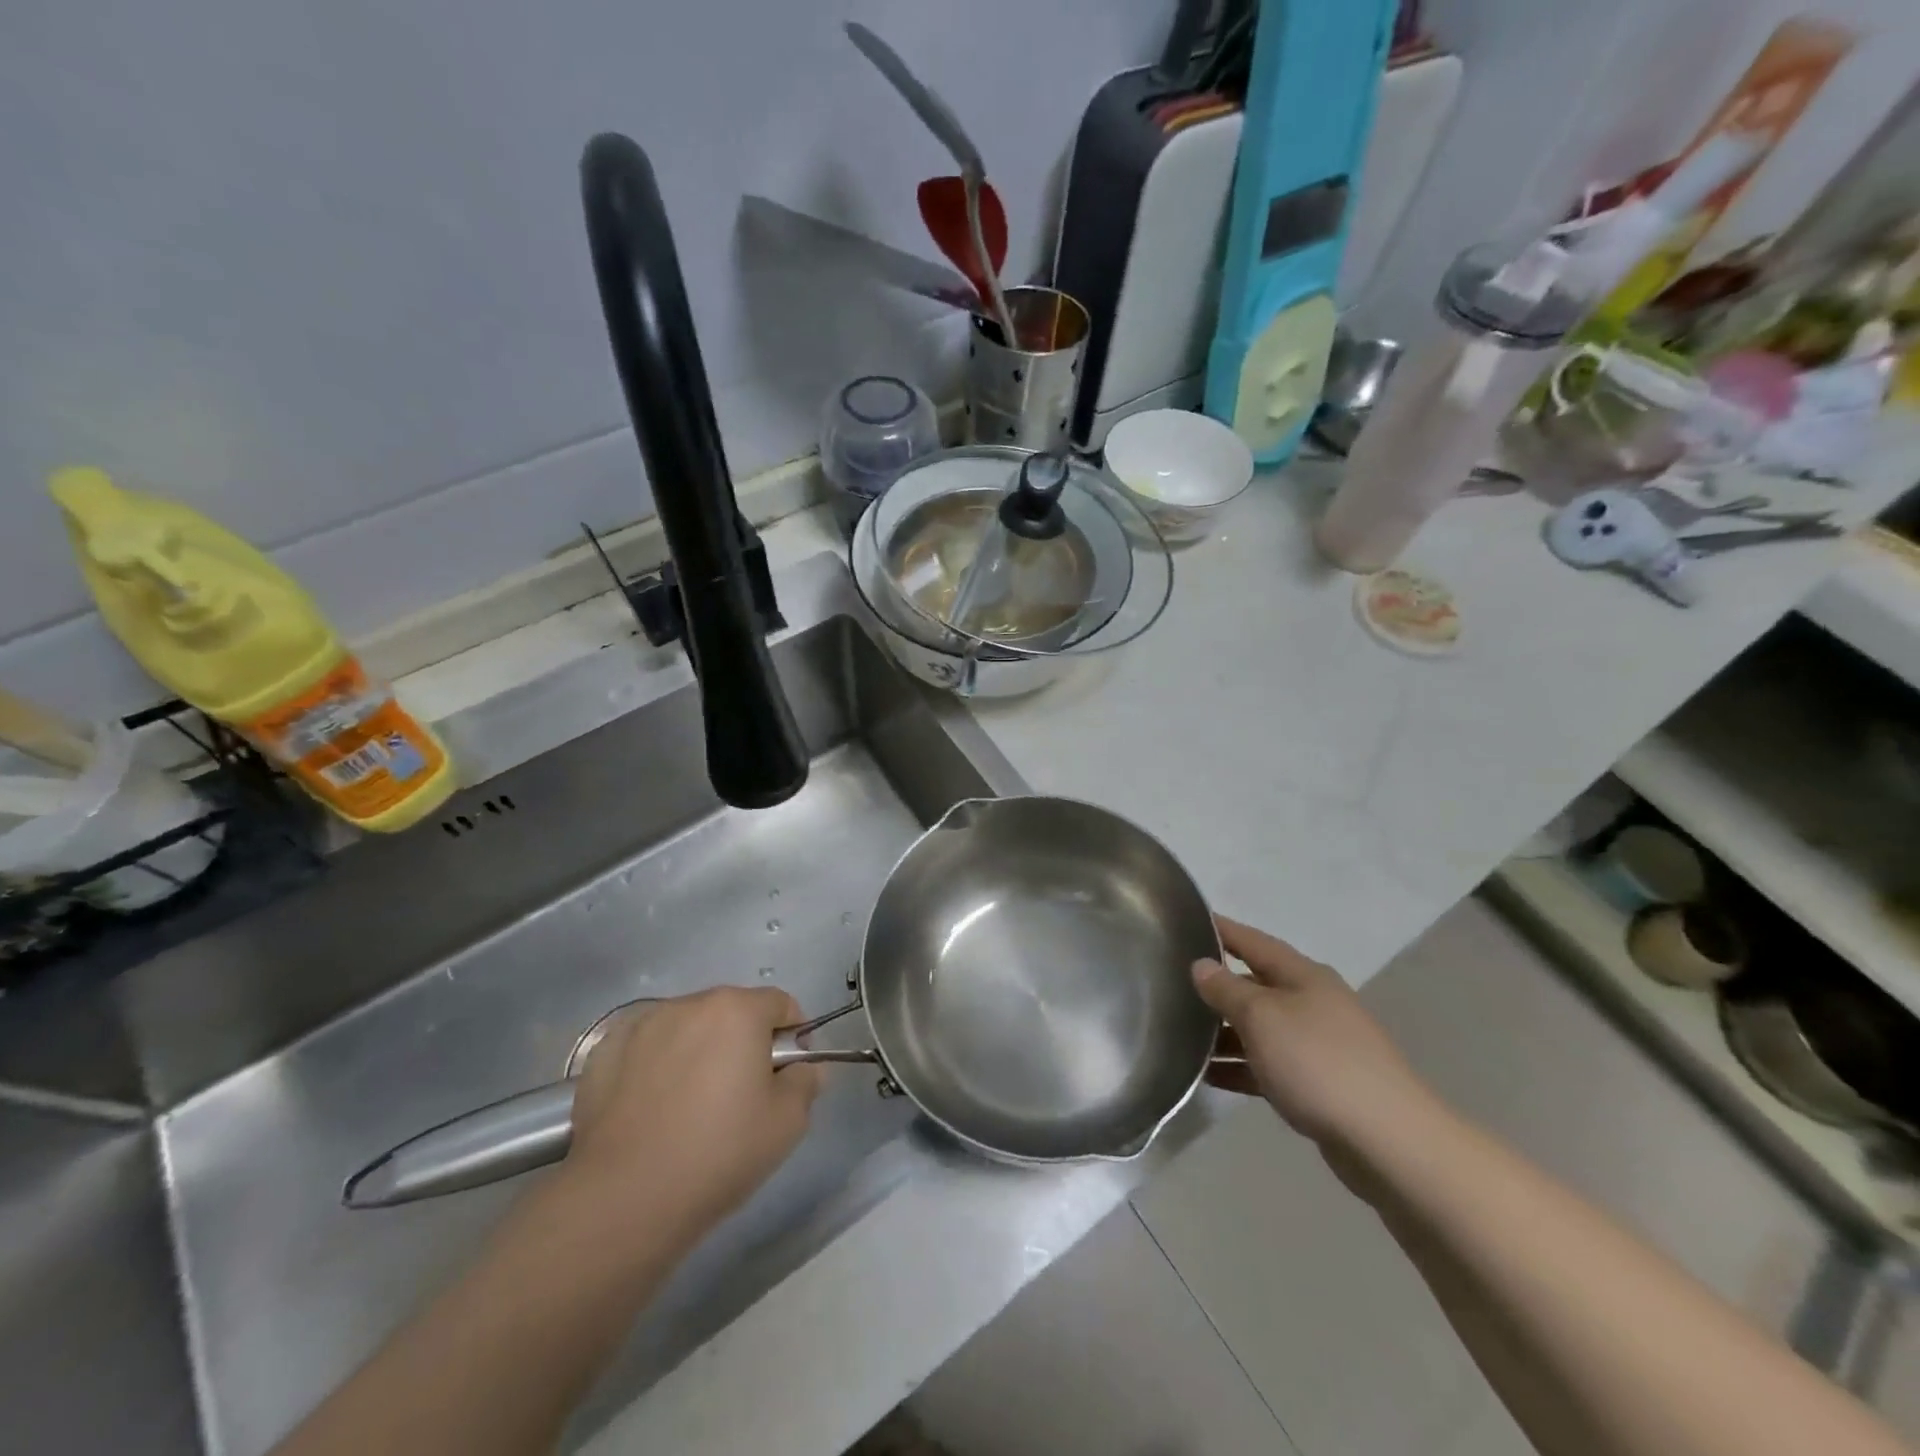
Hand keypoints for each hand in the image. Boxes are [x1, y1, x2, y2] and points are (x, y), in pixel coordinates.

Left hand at [564, 988, 821, 1249]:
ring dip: (699, 1050)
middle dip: (743, 1042)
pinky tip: (652, 1109)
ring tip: (690, 1106)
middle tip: (740, 1095)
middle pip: (732, 1012)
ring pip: (688, 1028)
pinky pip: (647, 1048)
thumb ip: (806, 1082)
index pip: (781, 1005)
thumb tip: (802, 1069)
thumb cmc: (718, 1152)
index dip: (792, 1037)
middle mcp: (690, 1004)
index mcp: (738, 1010)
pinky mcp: (605, 1052)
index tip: (785, 1076)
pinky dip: (656, 1066)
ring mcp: (643, 1024)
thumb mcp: (788, 1122)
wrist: (623, 1199)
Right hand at [1193, 917, 1434, 1150]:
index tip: (1187, 921)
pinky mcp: (1319, 1085)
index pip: (1253, 941)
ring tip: (1181, 1035)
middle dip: (1218, 985)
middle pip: (1256, 984)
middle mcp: (1313, 1002)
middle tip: (1174, 983)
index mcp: (1303, 976)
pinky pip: (1269, 1066)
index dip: (1221, 930)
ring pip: (1261, 1028)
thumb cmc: (1318, 1062)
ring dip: (1224, 1031)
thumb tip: (1202, 965)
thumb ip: (1227, 989)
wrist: (1388, 1141)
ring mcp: (1318, 1045)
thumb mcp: (1261, 1017)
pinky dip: (1240, 1067)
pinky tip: (1209, 1076)